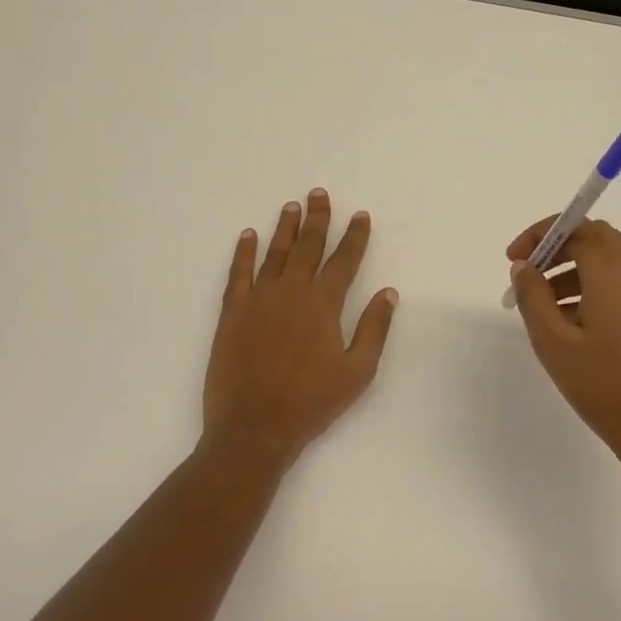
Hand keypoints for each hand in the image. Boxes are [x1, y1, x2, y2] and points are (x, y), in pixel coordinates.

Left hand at [202, 189, 397, 469]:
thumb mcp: (357, 371)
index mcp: (323, 304)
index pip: (344, 260)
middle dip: (317, 219)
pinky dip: (244, 252)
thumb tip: (388, 292)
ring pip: (274, 253)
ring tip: (292, 206)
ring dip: (285, 228)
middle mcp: (291, 292)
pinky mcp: (231, 312)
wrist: (254, 427)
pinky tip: (248, 235)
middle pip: (308, 246)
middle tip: (319, 193)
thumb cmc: (311, 403)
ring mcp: (258, 299)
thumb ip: (374, 328)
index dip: (354, 237)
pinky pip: (238, 273)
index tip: (360, 215)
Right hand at [506, 217, 620, 473]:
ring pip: (608, 263)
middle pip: (595, 238)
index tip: (514, 259)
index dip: (541, 234)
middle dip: (557, 248)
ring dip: (572, 270)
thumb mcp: (554, 342)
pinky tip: (570, 325)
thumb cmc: (604, 386)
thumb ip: (533, 297)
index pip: (577, 227)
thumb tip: (524, 267)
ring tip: (540, 306)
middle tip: (527, 273)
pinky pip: (620, 285)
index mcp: (613, 272)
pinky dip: (591, 288)